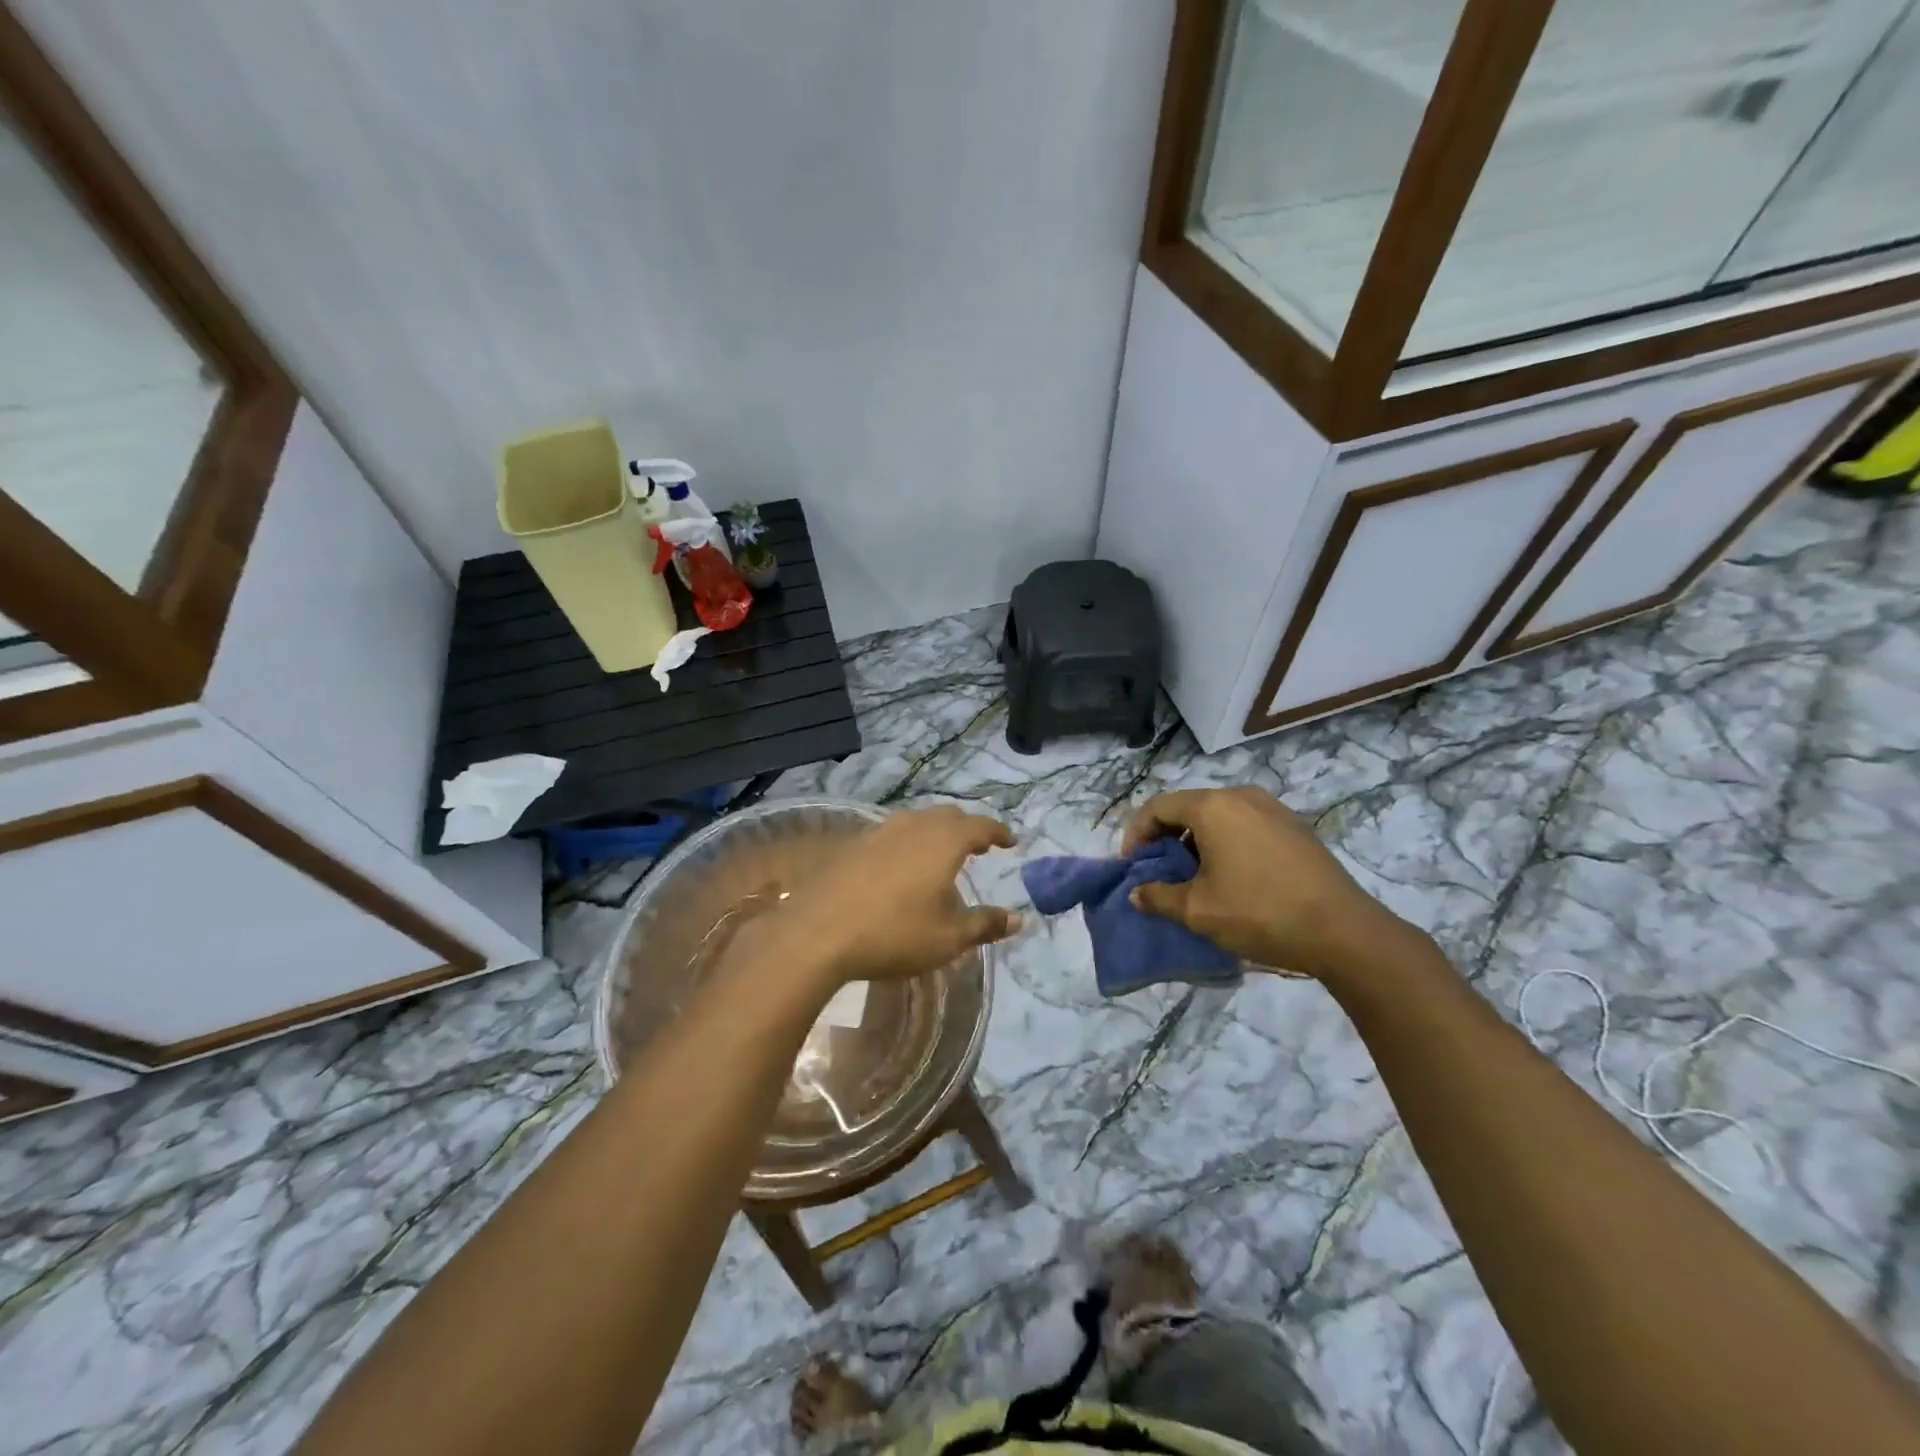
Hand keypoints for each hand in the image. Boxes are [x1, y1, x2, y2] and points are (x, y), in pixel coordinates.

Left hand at [755, 805, 1019, 988]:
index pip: (980, 826)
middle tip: (979, 846)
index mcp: (943, 841)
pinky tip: (901, 865)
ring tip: (941, 853)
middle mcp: (913, 826)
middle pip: (947, 816)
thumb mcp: (948, 938)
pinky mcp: (853, 844)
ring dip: (935, 832)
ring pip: (916, 821)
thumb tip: (1018, 918)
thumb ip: (985, 924)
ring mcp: (879, 831)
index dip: (998, 832)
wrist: (818, 933)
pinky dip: (908, 842)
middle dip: (967, 828)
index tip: (1011, 841)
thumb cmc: (894, 934)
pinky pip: (891, 834)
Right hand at [1122, 787, 1408, 980]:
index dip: (1136, 835)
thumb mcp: (1198, 911)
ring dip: (1196, 842)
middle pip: (1188, 807)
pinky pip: (1245, 825)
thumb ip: (1158, 897)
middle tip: (1158, 872)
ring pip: (1218, 816)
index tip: (1131, 866)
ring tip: (1193, 878)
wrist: (1343, 931)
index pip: (1157, 807)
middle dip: (1166, 838)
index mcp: (1212, 806)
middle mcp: (1241, 796)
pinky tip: (1231, 877)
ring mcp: (1273, 808)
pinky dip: (1225, 843)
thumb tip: (1137, 893)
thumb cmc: (1260, 912)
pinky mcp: (1295, 827)